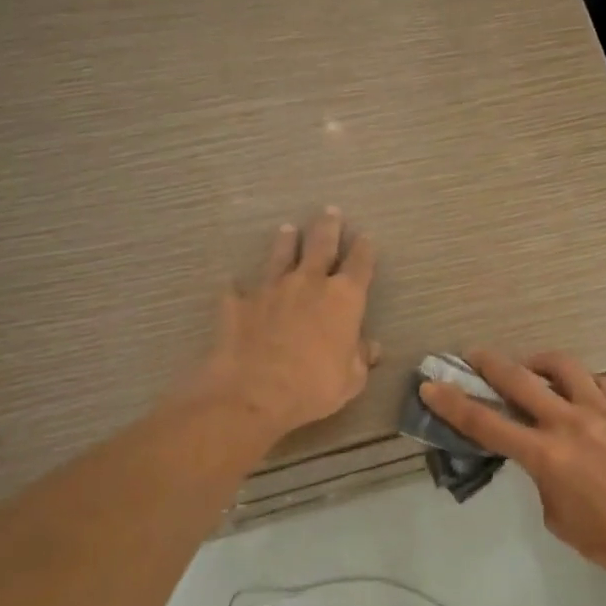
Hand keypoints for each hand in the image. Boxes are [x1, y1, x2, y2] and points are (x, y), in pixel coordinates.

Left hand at [188, 209, 380, 442]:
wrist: (253, 394)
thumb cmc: (314, 387)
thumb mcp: (351, 380)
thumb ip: (360, 358)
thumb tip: (370, 347)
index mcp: (344, 299)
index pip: (360, 264)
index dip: (364, 250)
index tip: (366, 238)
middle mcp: (307, 283)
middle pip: (320, 245)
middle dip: (327, 227)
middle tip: (330, 211)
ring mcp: (269, 289)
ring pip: (279, 255)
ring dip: (285, 242)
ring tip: (287, 229)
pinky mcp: (237, 303)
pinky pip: (238, 289)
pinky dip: (239, 286)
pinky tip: (234, 284)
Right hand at [419, 350, 605, 576]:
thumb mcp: (557, 517)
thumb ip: (542, 481)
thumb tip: (544, 462)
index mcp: (544, 454)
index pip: (486, 424)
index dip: (453, 404)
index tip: (431, 385)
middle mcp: (567, 422)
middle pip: (519, 380)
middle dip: (489, 364)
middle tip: (472, 354)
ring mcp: (600, 412)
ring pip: (563, 367)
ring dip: (538, 361)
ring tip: (529, 366)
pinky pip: (600, 382)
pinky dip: (583, 380)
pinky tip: (578, 388)